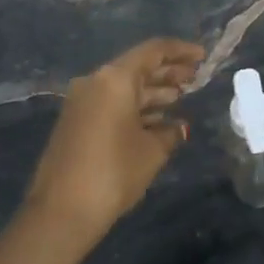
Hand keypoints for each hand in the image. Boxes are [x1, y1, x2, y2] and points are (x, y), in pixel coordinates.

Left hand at [25, 38, 203, 247]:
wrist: (61, 212)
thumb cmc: (114, 172)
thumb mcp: (152, 151)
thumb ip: (170, 132)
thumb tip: (178, 127)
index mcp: (114, 79)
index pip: (153, 51)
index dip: (180, 51)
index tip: (202, 56)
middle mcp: (95, 82)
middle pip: (138, 68)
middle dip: (168, 72)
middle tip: (196, 78)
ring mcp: (82, 103)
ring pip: (125, 88)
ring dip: (153, 92)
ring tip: (181, 98)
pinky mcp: (76, 123)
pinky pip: (112, 104)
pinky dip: (136, 108)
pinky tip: (158, 122)